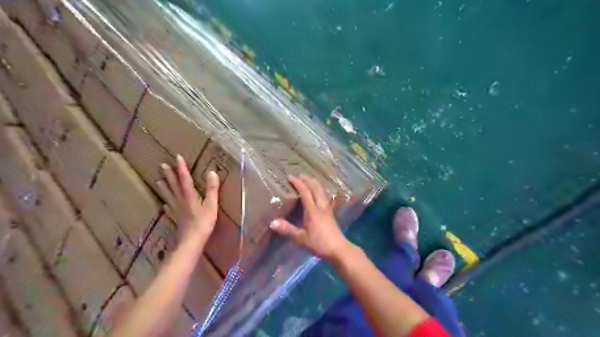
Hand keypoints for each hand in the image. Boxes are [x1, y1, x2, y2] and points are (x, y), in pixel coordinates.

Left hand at [156, 155, 219, 247]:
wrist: (191, 242)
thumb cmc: (203, 223)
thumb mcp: (211, 205)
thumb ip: (212, 189)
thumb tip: (211, 172)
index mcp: (189, 196)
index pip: (185, 179)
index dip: (182, 168)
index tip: (178, 157)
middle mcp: (180, 201)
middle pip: (173, 186)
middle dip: (169, 175)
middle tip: (162, 165)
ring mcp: (177, 210)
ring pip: (169, 195)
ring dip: (164, 187)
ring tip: (157, 180)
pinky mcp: (176, 218)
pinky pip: (169, 208)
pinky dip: (167, 203)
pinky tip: (164, 204)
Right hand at [268, 175, 349, 261]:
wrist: (338, 248)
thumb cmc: (318, 243)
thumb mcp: (301, 238)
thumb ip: (287, 229)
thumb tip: (272, 222)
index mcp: (312, 210)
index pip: (305, 192)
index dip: (298, 183)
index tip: (290, 177)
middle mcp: (321, 206)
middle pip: (316, 187)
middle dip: (308, 179)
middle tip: (300, 175)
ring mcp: (327, 208)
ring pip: (322, 190)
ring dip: (315, 183)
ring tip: (308, 180)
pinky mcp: (331, 212)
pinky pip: (325, 195)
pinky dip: (320, 190)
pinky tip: (319, 193)